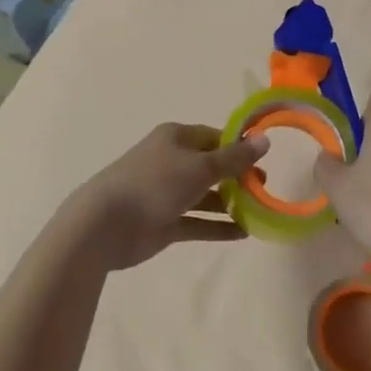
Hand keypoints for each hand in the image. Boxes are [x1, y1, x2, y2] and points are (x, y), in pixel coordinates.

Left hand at [61, 123, 267, 271]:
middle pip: (211, 166)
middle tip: (264, 189)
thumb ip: (234, 158)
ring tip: (260, 212)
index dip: (239, 147)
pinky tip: (243, 233)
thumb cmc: (155, 184)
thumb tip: (265, 140)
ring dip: (230, 203)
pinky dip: (218, 226)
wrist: (105, 224)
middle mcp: (172, 161)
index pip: (214, 137)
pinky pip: (197, 222)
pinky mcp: (164, 222)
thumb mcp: (200, 167)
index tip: (263, 160)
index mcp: (176, 138)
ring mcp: (167, 193)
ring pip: (205, 195)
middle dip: (237, 177)